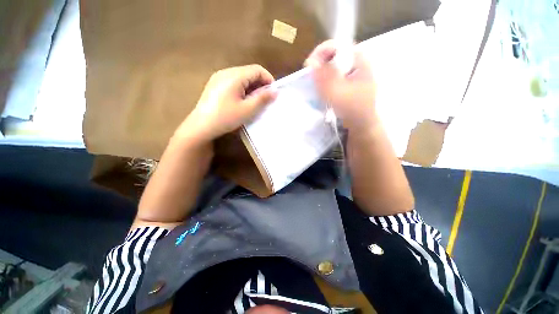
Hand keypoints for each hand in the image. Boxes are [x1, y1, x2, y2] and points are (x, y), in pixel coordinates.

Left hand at [175, 65, 276, 142]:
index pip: (257, 69)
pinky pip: (233, 82)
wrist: (201, 126)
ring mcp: (219, 78)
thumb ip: (262, 99)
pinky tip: (242, 101)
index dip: (268, 79)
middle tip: (265, 100)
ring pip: (241, 77)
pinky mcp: (215, 85)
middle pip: (249, 72)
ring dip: (252, 87)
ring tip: (254, 102)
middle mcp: (226, 72)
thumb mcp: (247, 110)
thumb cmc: (226, 118)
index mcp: (234, 76)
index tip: (273, 93)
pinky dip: (242, 89)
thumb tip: (275, 91)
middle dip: (260, 84)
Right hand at [305, 40, 377, 130]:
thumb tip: (311, 61)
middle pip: (335, 55)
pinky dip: (326, 81)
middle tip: (311, 76)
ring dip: (322, 73)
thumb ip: (325, 77)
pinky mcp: (349, 83)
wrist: (361, 124)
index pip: (339, 46)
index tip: (310, 64)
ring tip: (315, 84)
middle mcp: (357, 63)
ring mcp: (353, 73)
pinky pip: (334, 76)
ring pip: (334, 66)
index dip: (322, 52)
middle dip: (321, 64)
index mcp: (359, 61)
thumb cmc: (352, 109)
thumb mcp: (337, 93)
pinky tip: (322, 89)